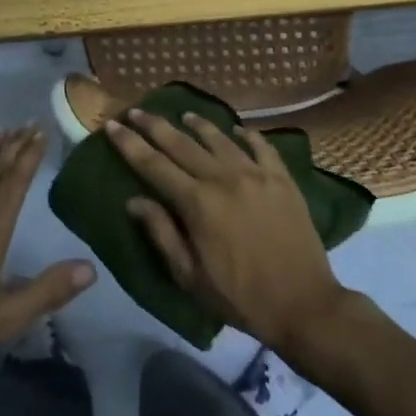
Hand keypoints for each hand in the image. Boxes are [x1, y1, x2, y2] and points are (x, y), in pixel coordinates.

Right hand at [107, 109, 350, 351]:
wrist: (303, 304)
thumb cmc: (239, 297)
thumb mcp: (189, 276)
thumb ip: (161, 233)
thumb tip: (134, 201)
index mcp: (197, 203)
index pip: (154, 165)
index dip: (130, 144)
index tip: (112, 126)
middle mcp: (224, 178)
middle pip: (181, 144)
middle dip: (154, 126)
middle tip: (136, 111)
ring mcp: (256, 174)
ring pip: (220, 139)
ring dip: (198, 125)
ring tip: (183, 115)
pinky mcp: (282, 179)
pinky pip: (261, 147)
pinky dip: (247, 135)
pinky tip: (238, 130)